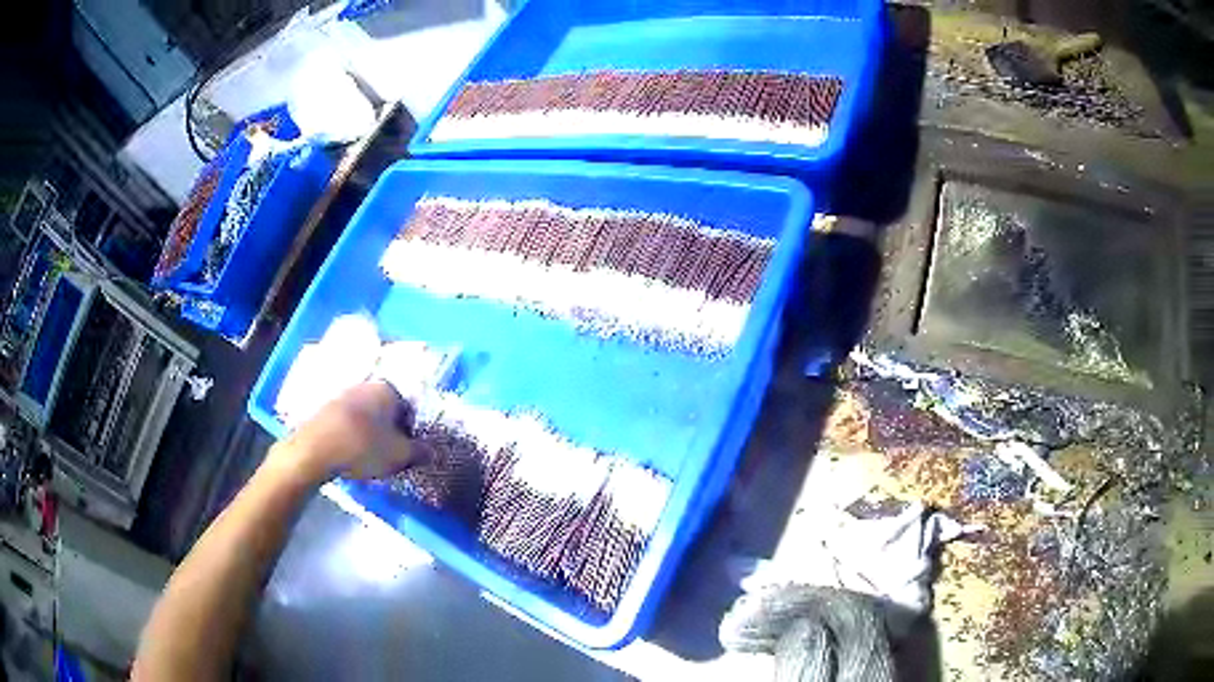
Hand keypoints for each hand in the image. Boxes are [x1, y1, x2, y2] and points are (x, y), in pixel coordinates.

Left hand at [269, 382, 430, 484]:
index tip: (406, 454)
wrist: (315, 449)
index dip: (411, 435)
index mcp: (388, 389)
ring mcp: (343, 394)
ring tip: (368, 459)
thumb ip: (420, 452)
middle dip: (390, 433)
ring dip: (370, 435)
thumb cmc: (364, 447)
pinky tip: (349, 455)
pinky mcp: (326, 408)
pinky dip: (352, 436)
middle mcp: (366, 385)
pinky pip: (348, 423)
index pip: (409, 411)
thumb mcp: (400, 455)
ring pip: (366, 417)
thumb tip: (433, 452)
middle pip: (386, 412)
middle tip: (389, 458)